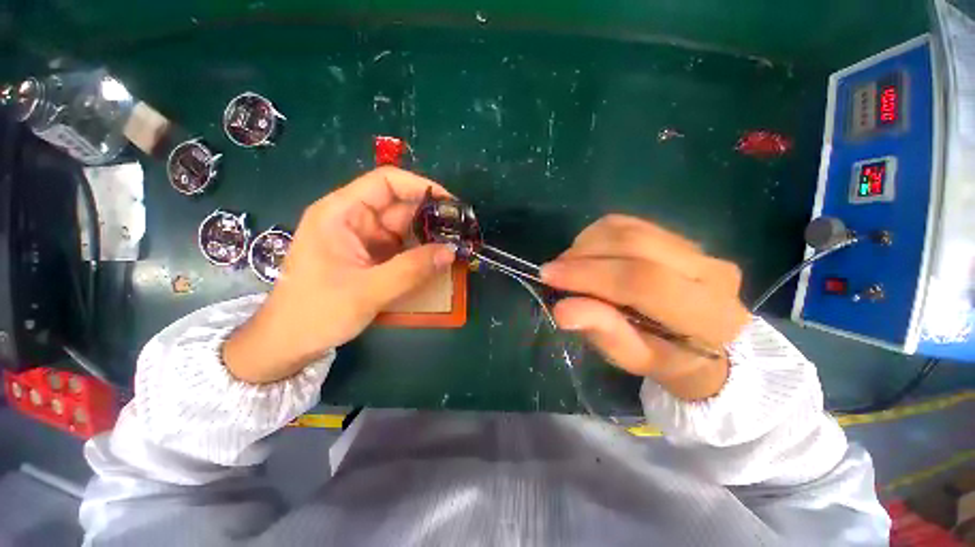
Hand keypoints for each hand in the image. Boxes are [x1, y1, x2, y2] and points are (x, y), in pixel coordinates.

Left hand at [223, 167, 455, 383]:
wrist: (289, 344)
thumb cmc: (316, 313)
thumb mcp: (366, 292)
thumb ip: (411, 271)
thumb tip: (451, 252)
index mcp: (341, 213)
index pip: (386, 183)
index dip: (421, 187)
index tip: (451, 204)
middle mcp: (354, 220)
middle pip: (400, 206)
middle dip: (432, 217)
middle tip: (462, 232)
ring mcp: (364, 240)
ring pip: (405, 229)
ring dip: (430, 237)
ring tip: (457, 247)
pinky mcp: (372, 258)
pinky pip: (403, 248)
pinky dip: (422, 253)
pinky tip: (439, 261)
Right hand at [540, 215, 749, 399]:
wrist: (705, 341)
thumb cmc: (665, 358)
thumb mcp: (634, 359)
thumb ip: (604, 333)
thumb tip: (562, 309)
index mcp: (707, 314)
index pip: (643, 281)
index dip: (590, 274)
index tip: (549, 276)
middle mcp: (711, 270)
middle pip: (634, 245)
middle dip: (583, 255)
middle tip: (553, 271)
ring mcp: (697, 248)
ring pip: (628, 230)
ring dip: (587, 243)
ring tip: (568, 265)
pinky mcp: (678, 236)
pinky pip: (628, 225)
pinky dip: (597, 236)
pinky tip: (586, 254)